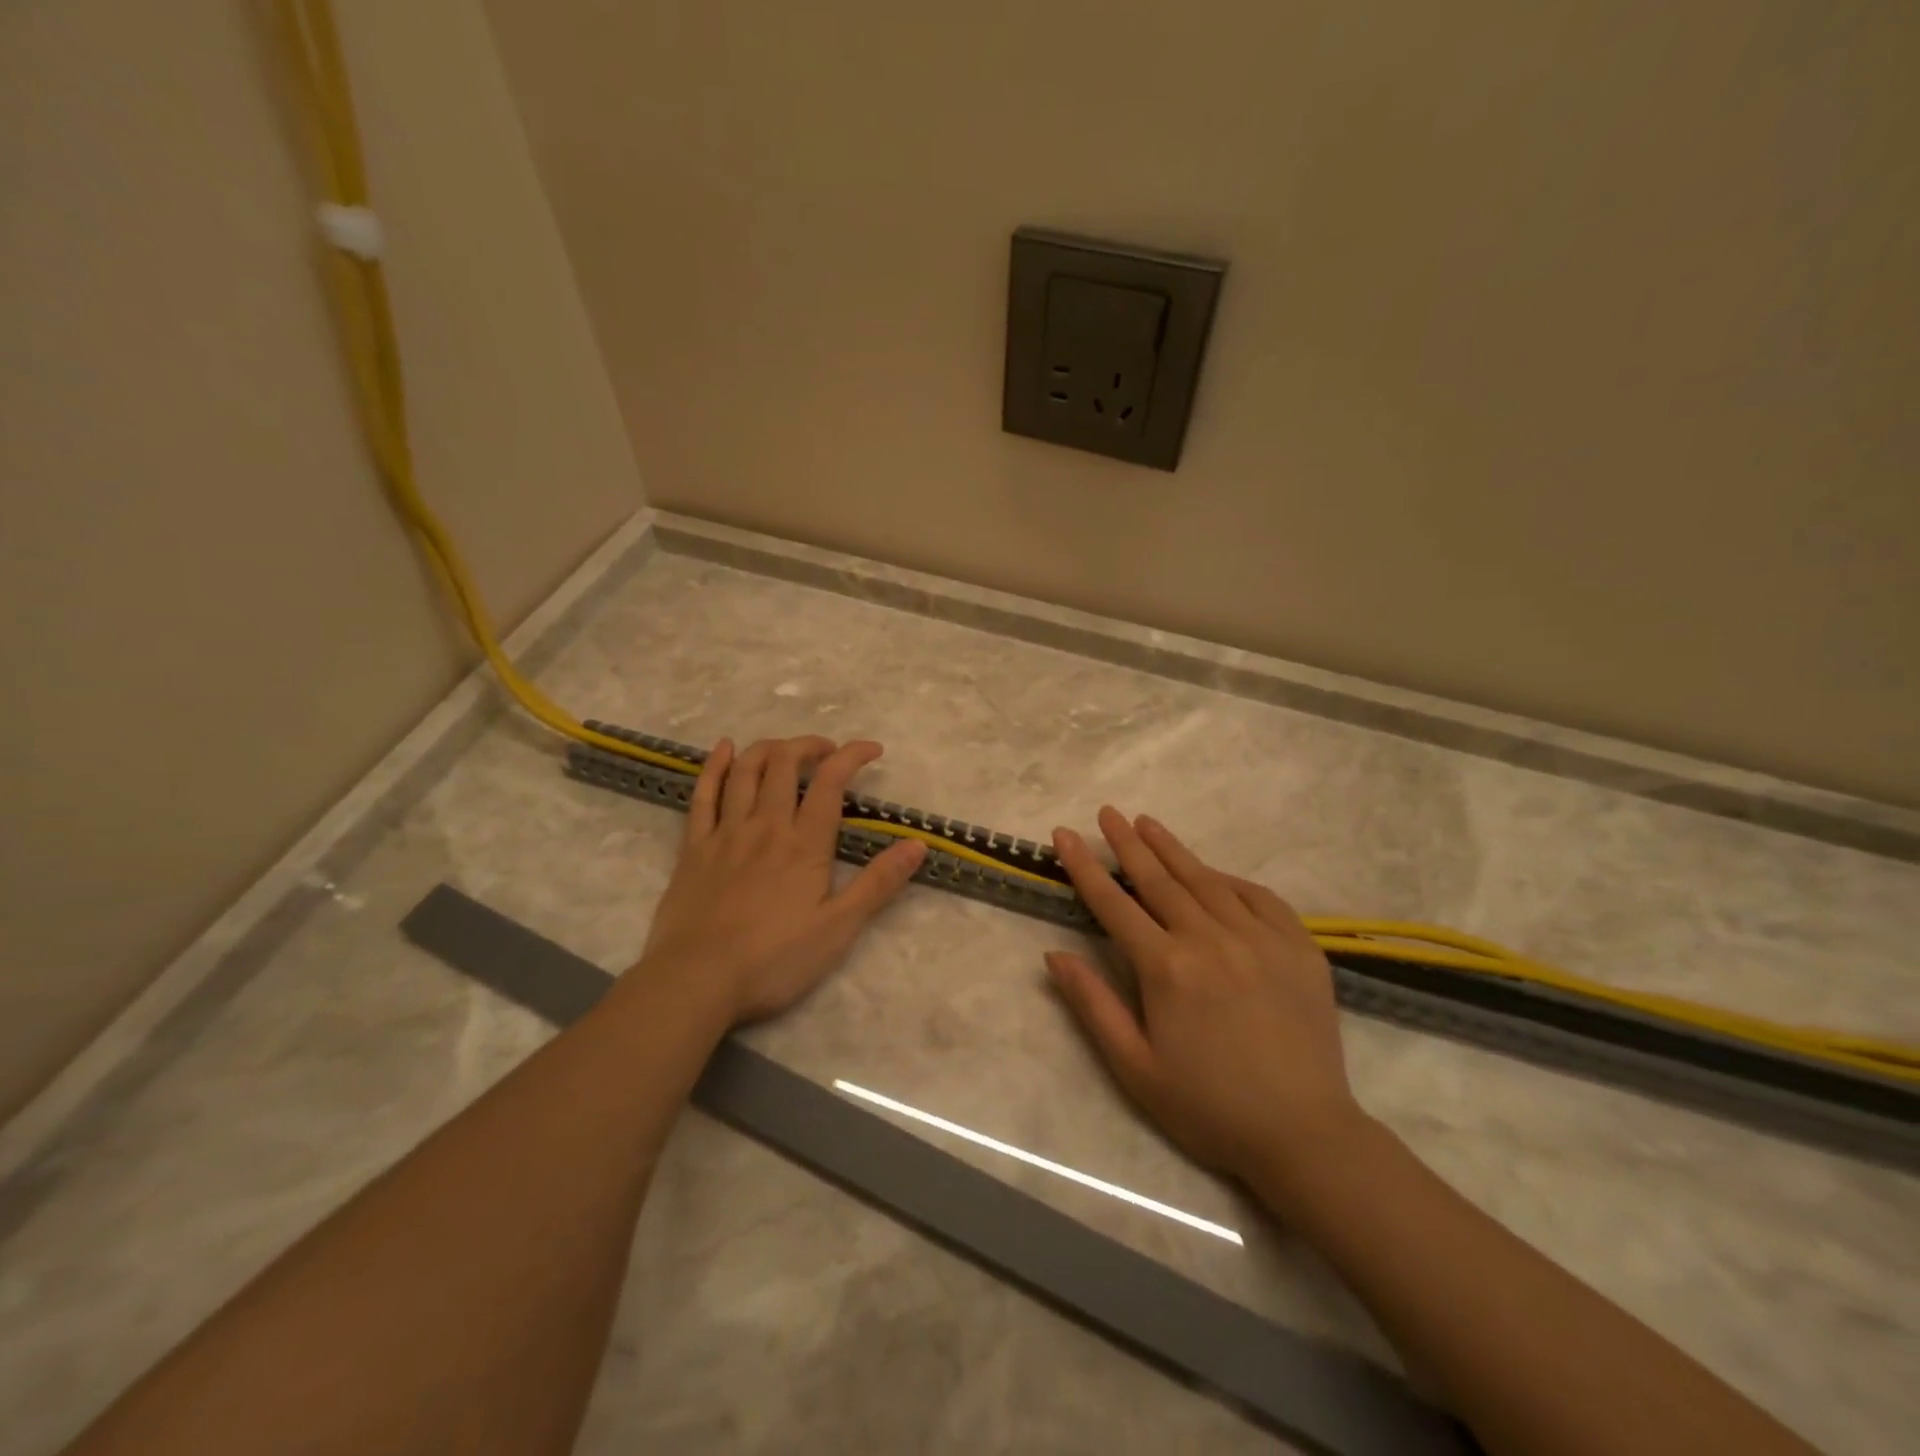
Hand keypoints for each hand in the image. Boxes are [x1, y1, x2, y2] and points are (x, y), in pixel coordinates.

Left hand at [631, 736, 925, 1024]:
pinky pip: (702, 794)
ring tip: (785, 748)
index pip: (830, 782)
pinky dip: (715, 766)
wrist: (697, 980)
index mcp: (804, 844)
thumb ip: (878, 883)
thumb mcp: (839, 928)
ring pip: (746, 771)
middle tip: (828, 752)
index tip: (873, 750)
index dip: (852, 755)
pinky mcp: (693, 847)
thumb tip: (918, 844)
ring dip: (768, 748)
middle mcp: (765, 825)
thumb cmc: (774, 960)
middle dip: (810, 746)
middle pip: (784, 764)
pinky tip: (724, 749)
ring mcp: (725, 833)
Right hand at [1046, 808, 1369, 1198]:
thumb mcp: (1135, 1067)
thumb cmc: (1208, 1107)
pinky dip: (1229, 879)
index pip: (1114, 904)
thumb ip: (1093, 1005)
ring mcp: (1260, 939)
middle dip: (1128, 843)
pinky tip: (1213, 872)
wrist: (1304, 1135)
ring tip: (1147, 822)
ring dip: (1173, 849)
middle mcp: (1211, 940)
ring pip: (1206, 880)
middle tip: (1107, 812)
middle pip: (1159, 880)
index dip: (1085, 866)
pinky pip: (1258, 897)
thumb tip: (1054, 955)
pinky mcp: (1299, 947)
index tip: (1065, 834)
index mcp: (1168, 969)